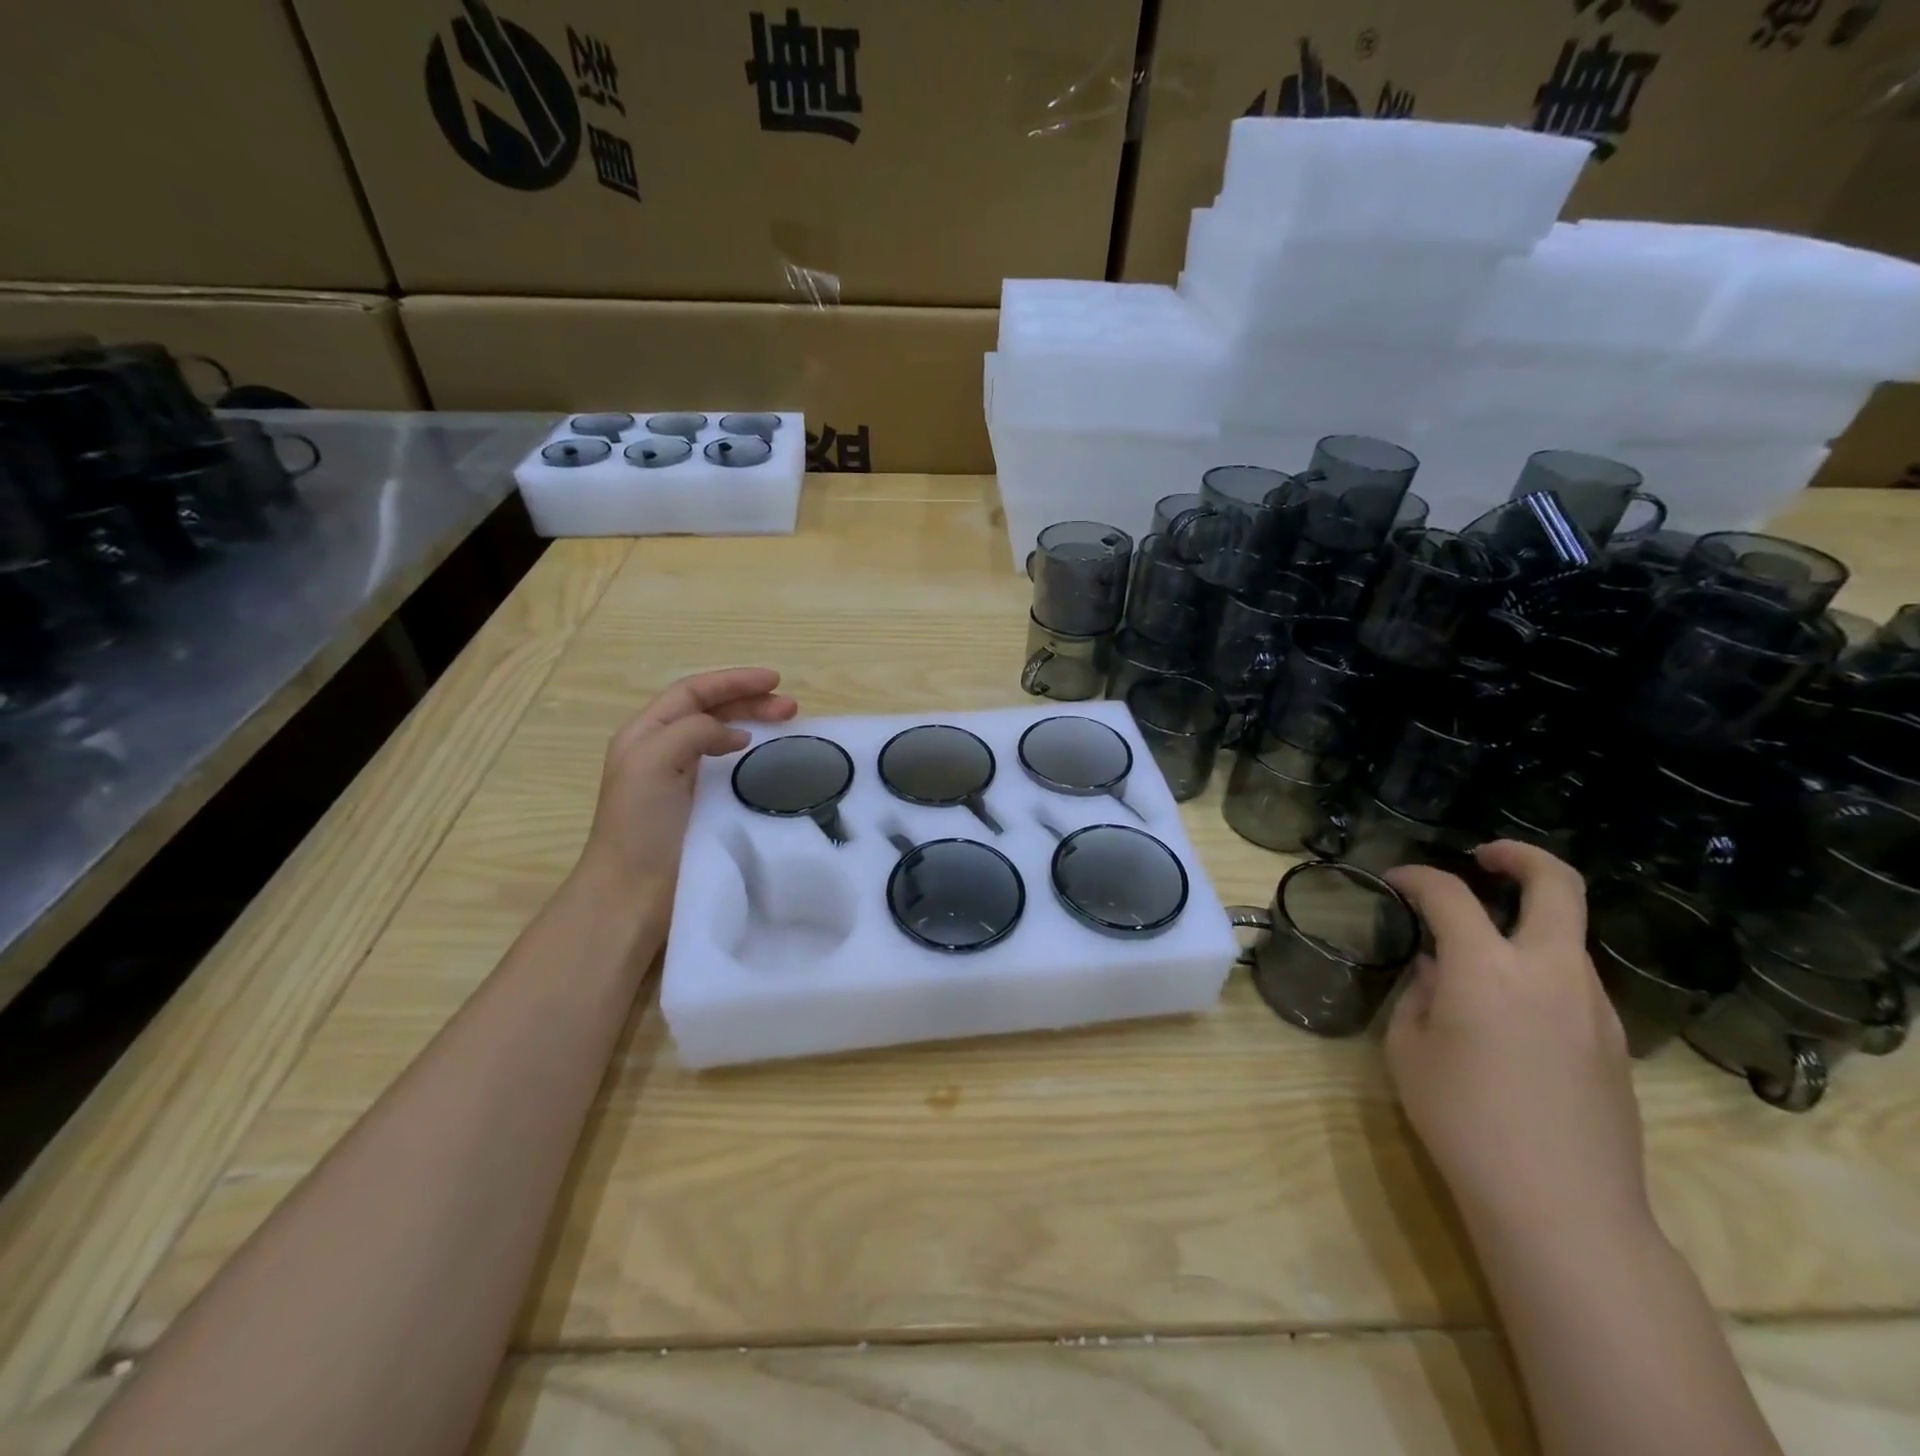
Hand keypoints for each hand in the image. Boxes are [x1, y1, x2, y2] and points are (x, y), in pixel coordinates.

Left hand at [577, 668, 797, 923]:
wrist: (633, 893)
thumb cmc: (639, 824)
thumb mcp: (652, 762)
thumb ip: (692, 732)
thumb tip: (736, 736)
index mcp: (646, 733)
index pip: (693, 692)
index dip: (733, 682)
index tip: (775, 681)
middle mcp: (664, 749)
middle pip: (712, 711)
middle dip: (750, 701)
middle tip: (791, 707)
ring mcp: (684, 779)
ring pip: (724, 737)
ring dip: (755, 724)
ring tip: (789, 724)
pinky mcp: (703, 806)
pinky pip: (732, 768)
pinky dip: (754, 756)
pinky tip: (770, 760)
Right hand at [1384, 841, 1649, 1241]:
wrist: (1560, 1206)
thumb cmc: (1462, 1119)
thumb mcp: (1409, 1049)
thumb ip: (1421, 993)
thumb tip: (1438, 969)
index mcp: (1488, 969)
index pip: (1449, 895)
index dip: (1416, 877)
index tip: (1394, 882)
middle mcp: (1550, 972)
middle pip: (1557, 885)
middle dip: (1520, 857)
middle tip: (1484, 858)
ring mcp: (1593, 1006)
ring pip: (1567, 935)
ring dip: (1527, 921)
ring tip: (1482, 947)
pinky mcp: (1613, 1041)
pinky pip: (1572, 980)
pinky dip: (1539, 967)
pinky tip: (1508, 1007)